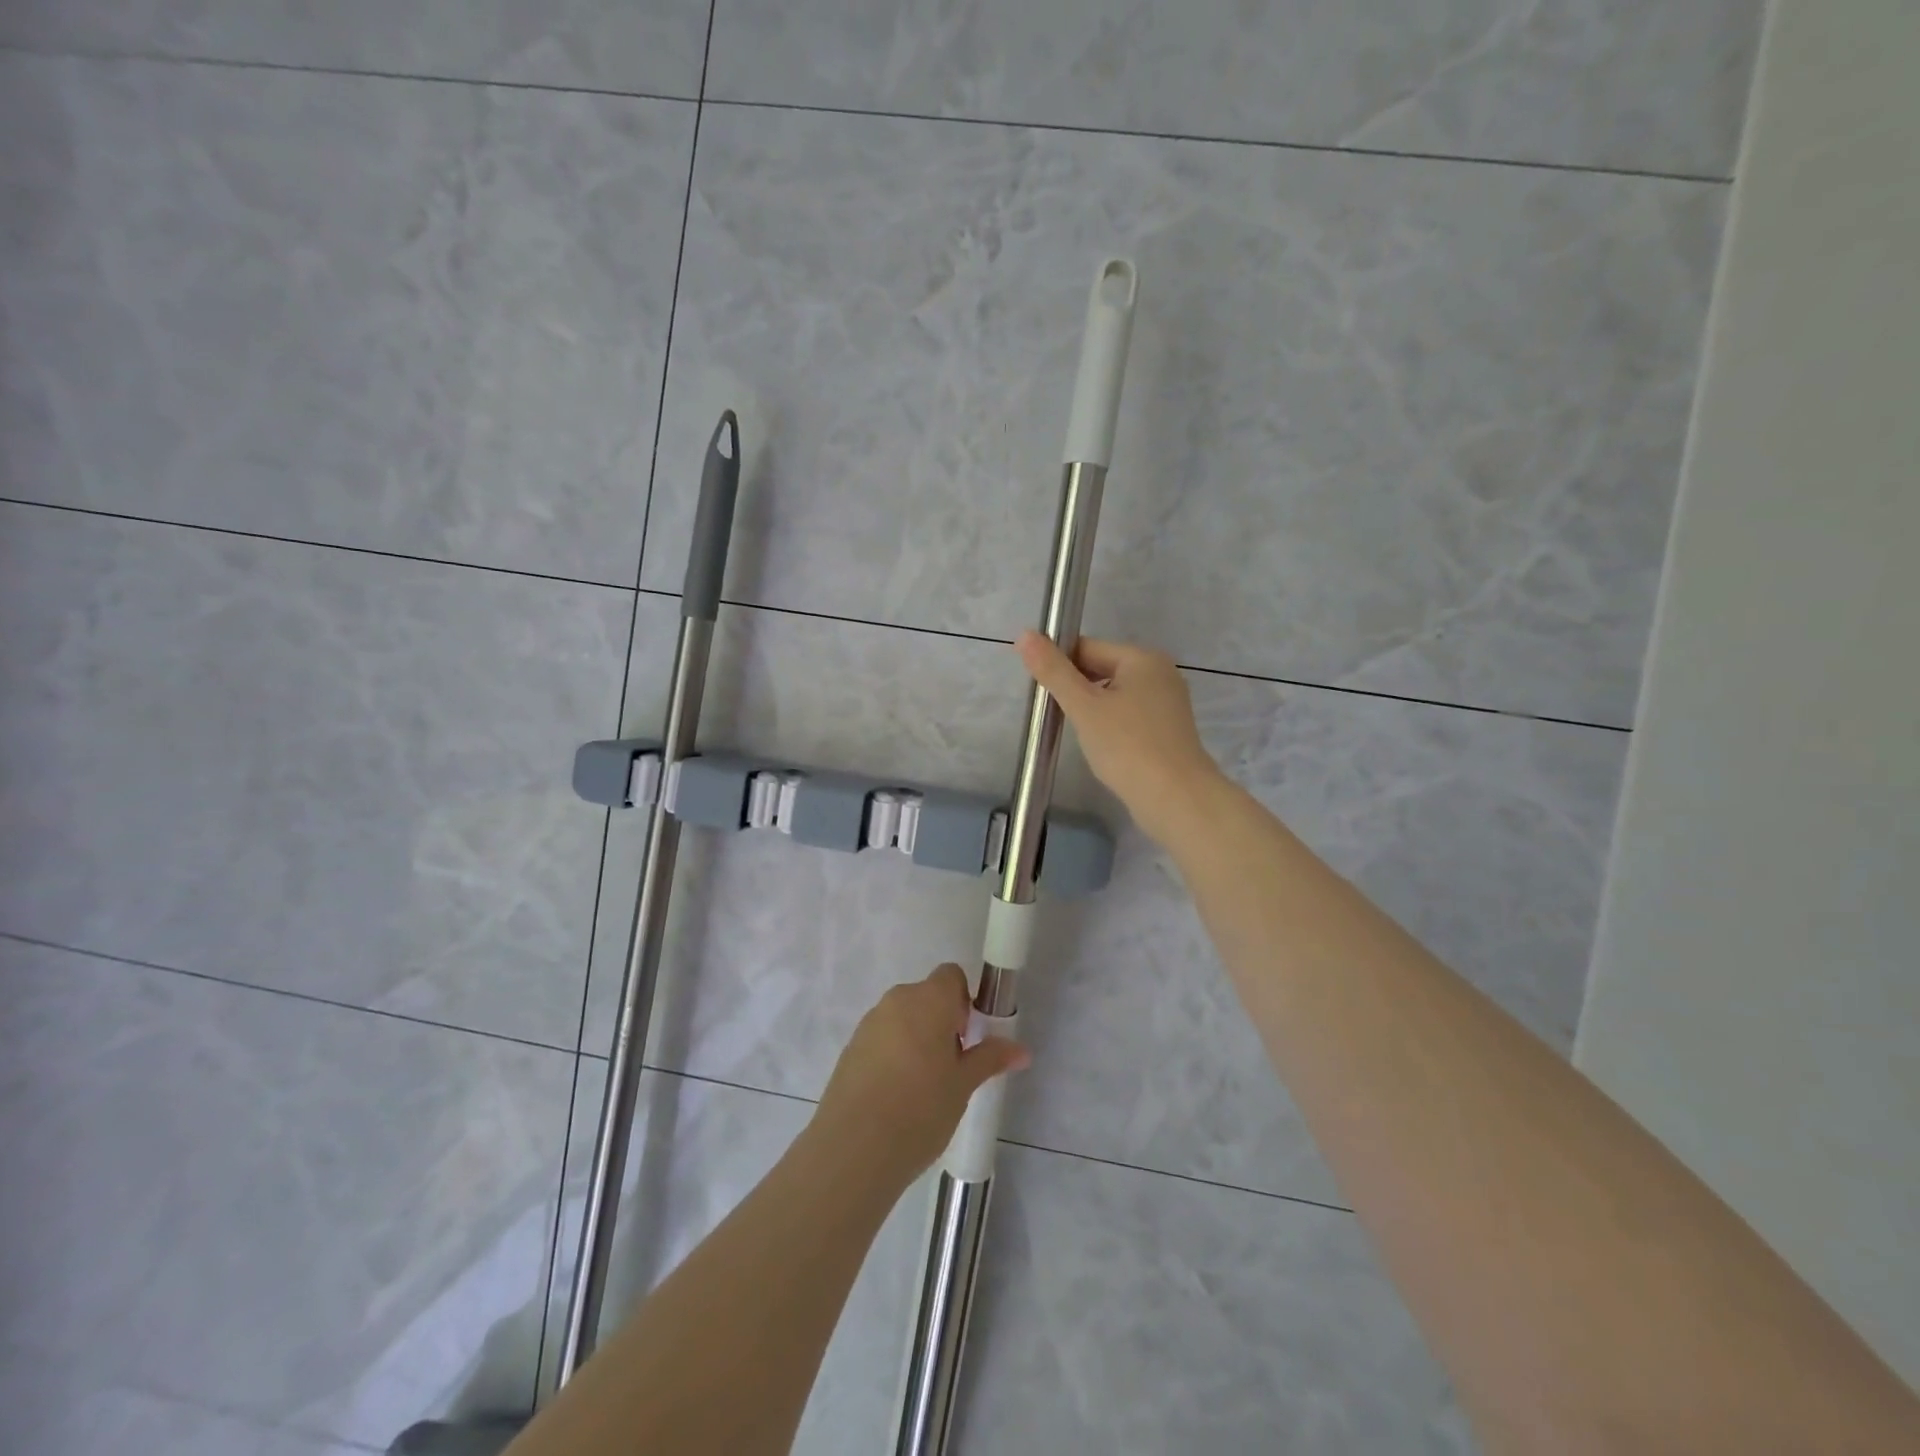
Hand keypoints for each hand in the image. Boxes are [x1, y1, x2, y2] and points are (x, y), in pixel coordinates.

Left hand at [812, 964, 1029, 1185]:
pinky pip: (882, 1039)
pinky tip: (897, 1097)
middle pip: (926, 997)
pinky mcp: (851, 1048)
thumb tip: (1021, 1050)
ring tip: (924, 1088)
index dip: (964, 1001)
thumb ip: (990, 1059)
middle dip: (942, 1023)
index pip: (951, 976)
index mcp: (928, 999)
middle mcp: (897, 1000)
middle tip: (952, 1067)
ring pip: (903, 1019)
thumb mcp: (963, 1085)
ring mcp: (869, 1023)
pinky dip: (894, 1055)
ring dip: (917, 1039)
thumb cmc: (920, 1109)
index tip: (968, 1038)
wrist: (853, 1148)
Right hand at [1017, 630, 1225, 846]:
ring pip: (1115, 696)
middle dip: (1077, 691)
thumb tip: (1024, 635)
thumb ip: (1053, 671)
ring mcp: (1168, 703)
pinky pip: (1129, 717)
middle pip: (1102, 669)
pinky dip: (1111, 727)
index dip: (1060, 667)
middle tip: (1057, 718)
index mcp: (1142, 658)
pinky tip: (1103, 748)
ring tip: (1079, 735)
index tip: (1042, 694)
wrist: (1176, 799)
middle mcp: (1160, 673)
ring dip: (1093, 711)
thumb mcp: (1084, 706)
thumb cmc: (1127, 746)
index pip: (1087, 648)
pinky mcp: (1168, 731)